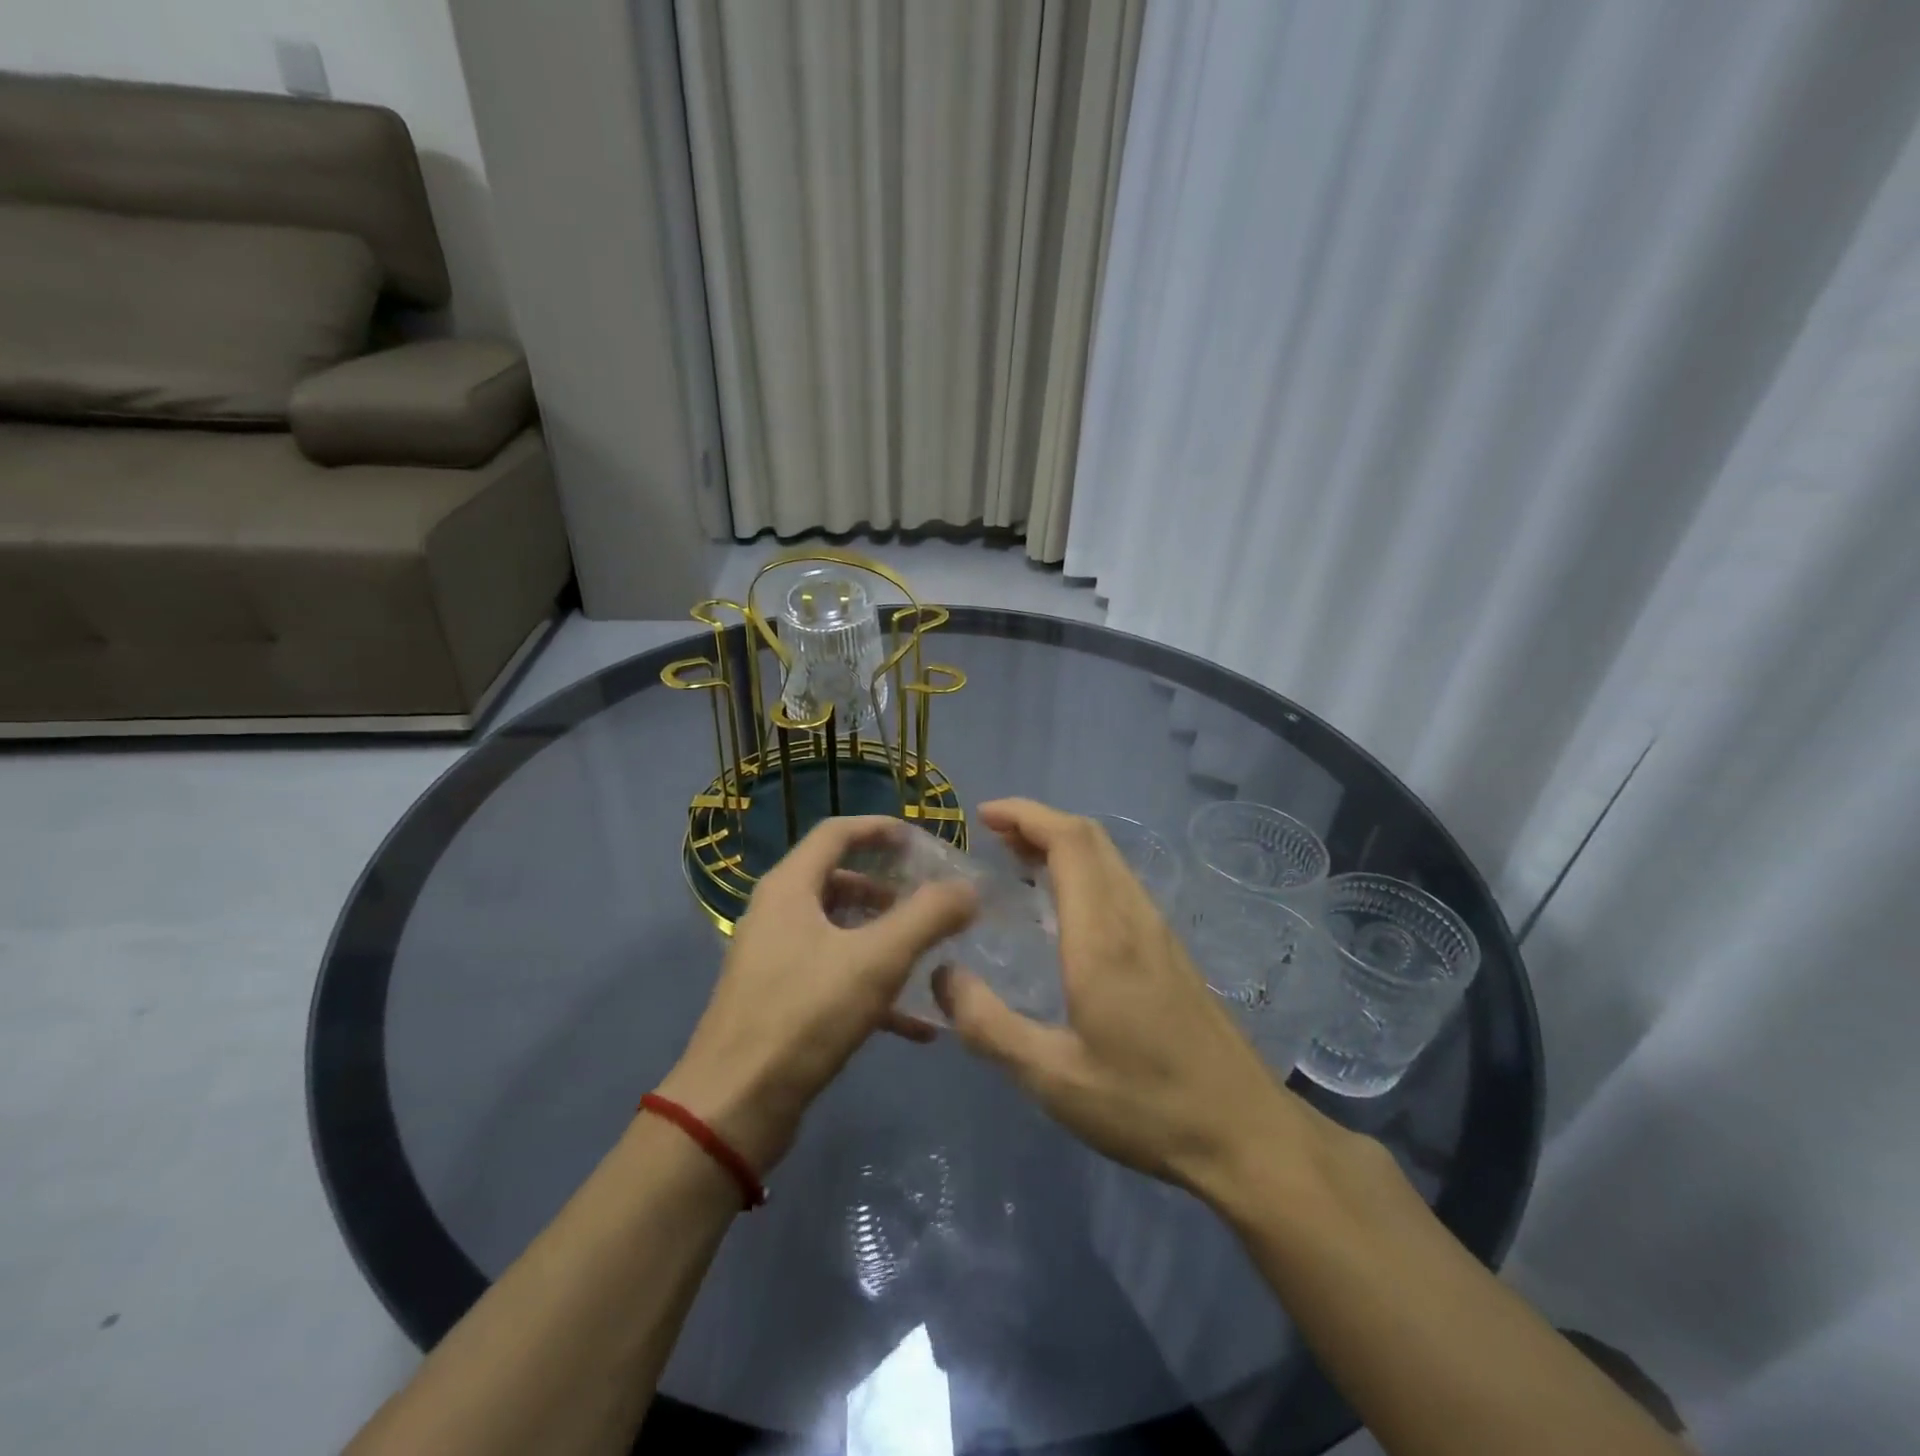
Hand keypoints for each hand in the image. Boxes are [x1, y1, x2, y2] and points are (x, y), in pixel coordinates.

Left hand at [659, 816, 976, 1173]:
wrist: (735, 1106)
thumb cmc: (805, 1014)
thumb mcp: (877, 959)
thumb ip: (928, 917)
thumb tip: (968, 888)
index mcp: (790, 888)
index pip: (836, 833)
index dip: (879, 829)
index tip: (920, 840)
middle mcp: (776, 914)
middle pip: (837, 881)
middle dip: (886, 888)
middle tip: (927, 901)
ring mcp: (774, 960)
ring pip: (837, 931)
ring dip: (882, 937)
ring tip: (926, 955)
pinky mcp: (780, 1002)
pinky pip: (833, 977)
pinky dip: (871, 986)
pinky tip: (915, 1023)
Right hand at [935, 798, 1343, 1201]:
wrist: (1244, 1133)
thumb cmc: (1146, 1105)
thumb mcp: (1052, 1078)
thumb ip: (989, 1026)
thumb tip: (941, 976)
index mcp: (1103, 935)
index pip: (1069, 842)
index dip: (1026, 815)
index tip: (983, 815)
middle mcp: (1133, 917)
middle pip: (1090, 838)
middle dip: (1038, 822)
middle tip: (991, 836)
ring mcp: (1158, 931)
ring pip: (1109, 858)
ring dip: (1061, 844)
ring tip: (1016, 862)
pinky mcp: (1170, 950)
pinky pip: (1119, 883)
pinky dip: (1082, 870)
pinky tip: (1062, 909)